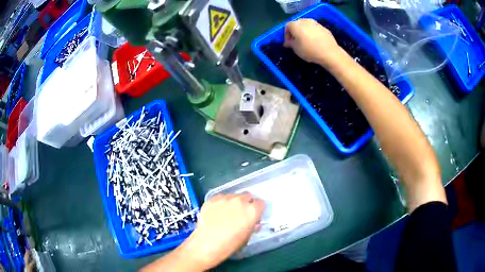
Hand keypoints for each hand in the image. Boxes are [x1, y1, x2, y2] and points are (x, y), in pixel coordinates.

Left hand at [181, 193, 263, 269]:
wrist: (207, 244)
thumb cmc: (230, 244)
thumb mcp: (247, 237)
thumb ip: (253, 227)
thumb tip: (254, 223)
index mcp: (252, 210)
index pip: (261, 203)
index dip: (258, 209)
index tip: (254, 215)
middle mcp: (240, 201)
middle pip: (247, 196)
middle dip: (246, 203)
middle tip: (241, 213)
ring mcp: (225, 198)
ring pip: (233, 195)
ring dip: (234, 202)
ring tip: (227, 213)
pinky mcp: (212, 199)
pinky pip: (220, 197)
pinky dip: (221, 202)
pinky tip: (217, 212)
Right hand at [284, 18, 342, 66]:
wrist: (329, 52)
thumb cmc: (309, 50)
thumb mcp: (296, 49)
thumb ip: (290, 43)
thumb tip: (288, 42)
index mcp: (296, 24)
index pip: (287, 26)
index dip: (287, 35)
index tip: (289, 43)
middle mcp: (305, 20)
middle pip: (297, 24)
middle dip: (296, 32)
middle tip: (297, 41)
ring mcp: (316, 23)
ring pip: (307, 26)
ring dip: (305, 32)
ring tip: (307, 41)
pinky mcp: (324, 28)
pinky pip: (315, 29)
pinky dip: (313, 33)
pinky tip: (315, 42)